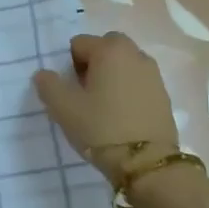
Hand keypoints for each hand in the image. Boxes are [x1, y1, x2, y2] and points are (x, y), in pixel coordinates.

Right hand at [34, 32, 178, 177]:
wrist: (147, 163)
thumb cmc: (101, 128)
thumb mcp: (64, 108)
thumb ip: (48, 85)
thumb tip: (44, 74)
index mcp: (109, 49)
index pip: (78, 44)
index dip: (69, 66)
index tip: (70, 91)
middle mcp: (135, 53)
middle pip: (105, 49)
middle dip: (93, 65)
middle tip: (85, 95)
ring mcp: (153, 74)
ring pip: (123, 65)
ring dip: (112, 77)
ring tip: (104, 107)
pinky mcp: (164, 94)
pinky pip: (138, 83)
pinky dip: (128, 91)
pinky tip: (122, 117)